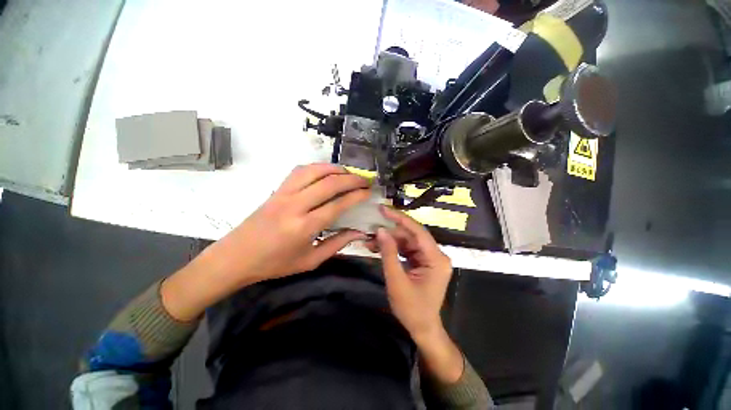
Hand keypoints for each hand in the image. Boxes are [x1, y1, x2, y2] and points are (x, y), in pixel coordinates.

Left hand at [162, 163, 370, 320]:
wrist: (236, 257)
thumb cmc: (275, 264)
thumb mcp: (310, 261)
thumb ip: (337, 244)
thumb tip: (358, 232)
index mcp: (304, 227)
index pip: (337, 204)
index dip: (356, 195)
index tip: (368, 192)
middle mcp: (295, 205)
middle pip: (329, 183)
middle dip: (351, 179)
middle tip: (364, 180)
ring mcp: (283, 194)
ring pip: (314, 171)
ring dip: (334, 168)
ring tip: (348, 173)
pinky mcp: (276, 190)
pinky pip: (299, 171)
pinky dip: (317, 167)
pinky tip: (326, 172)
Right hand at [365, 206, 452, 339]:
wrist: (422, 329)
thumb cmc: (412, 309)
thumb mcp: (396, 281)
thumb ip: (388, 254)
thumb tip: (380, 230)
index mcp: (436, 259)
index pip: (417, 231)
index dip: (399, 218)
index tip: (383, 209)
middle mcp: (435, 255)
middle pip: (411, 236)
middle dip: (390, 233)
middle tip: (370, 231)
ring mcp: (429, 258)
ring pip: (407, 241)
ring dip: (389, 241)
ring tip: (370, 242)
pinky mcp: (422, 262)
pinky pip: (406, 249)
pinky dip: (393, 248)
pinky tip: (378, 248)